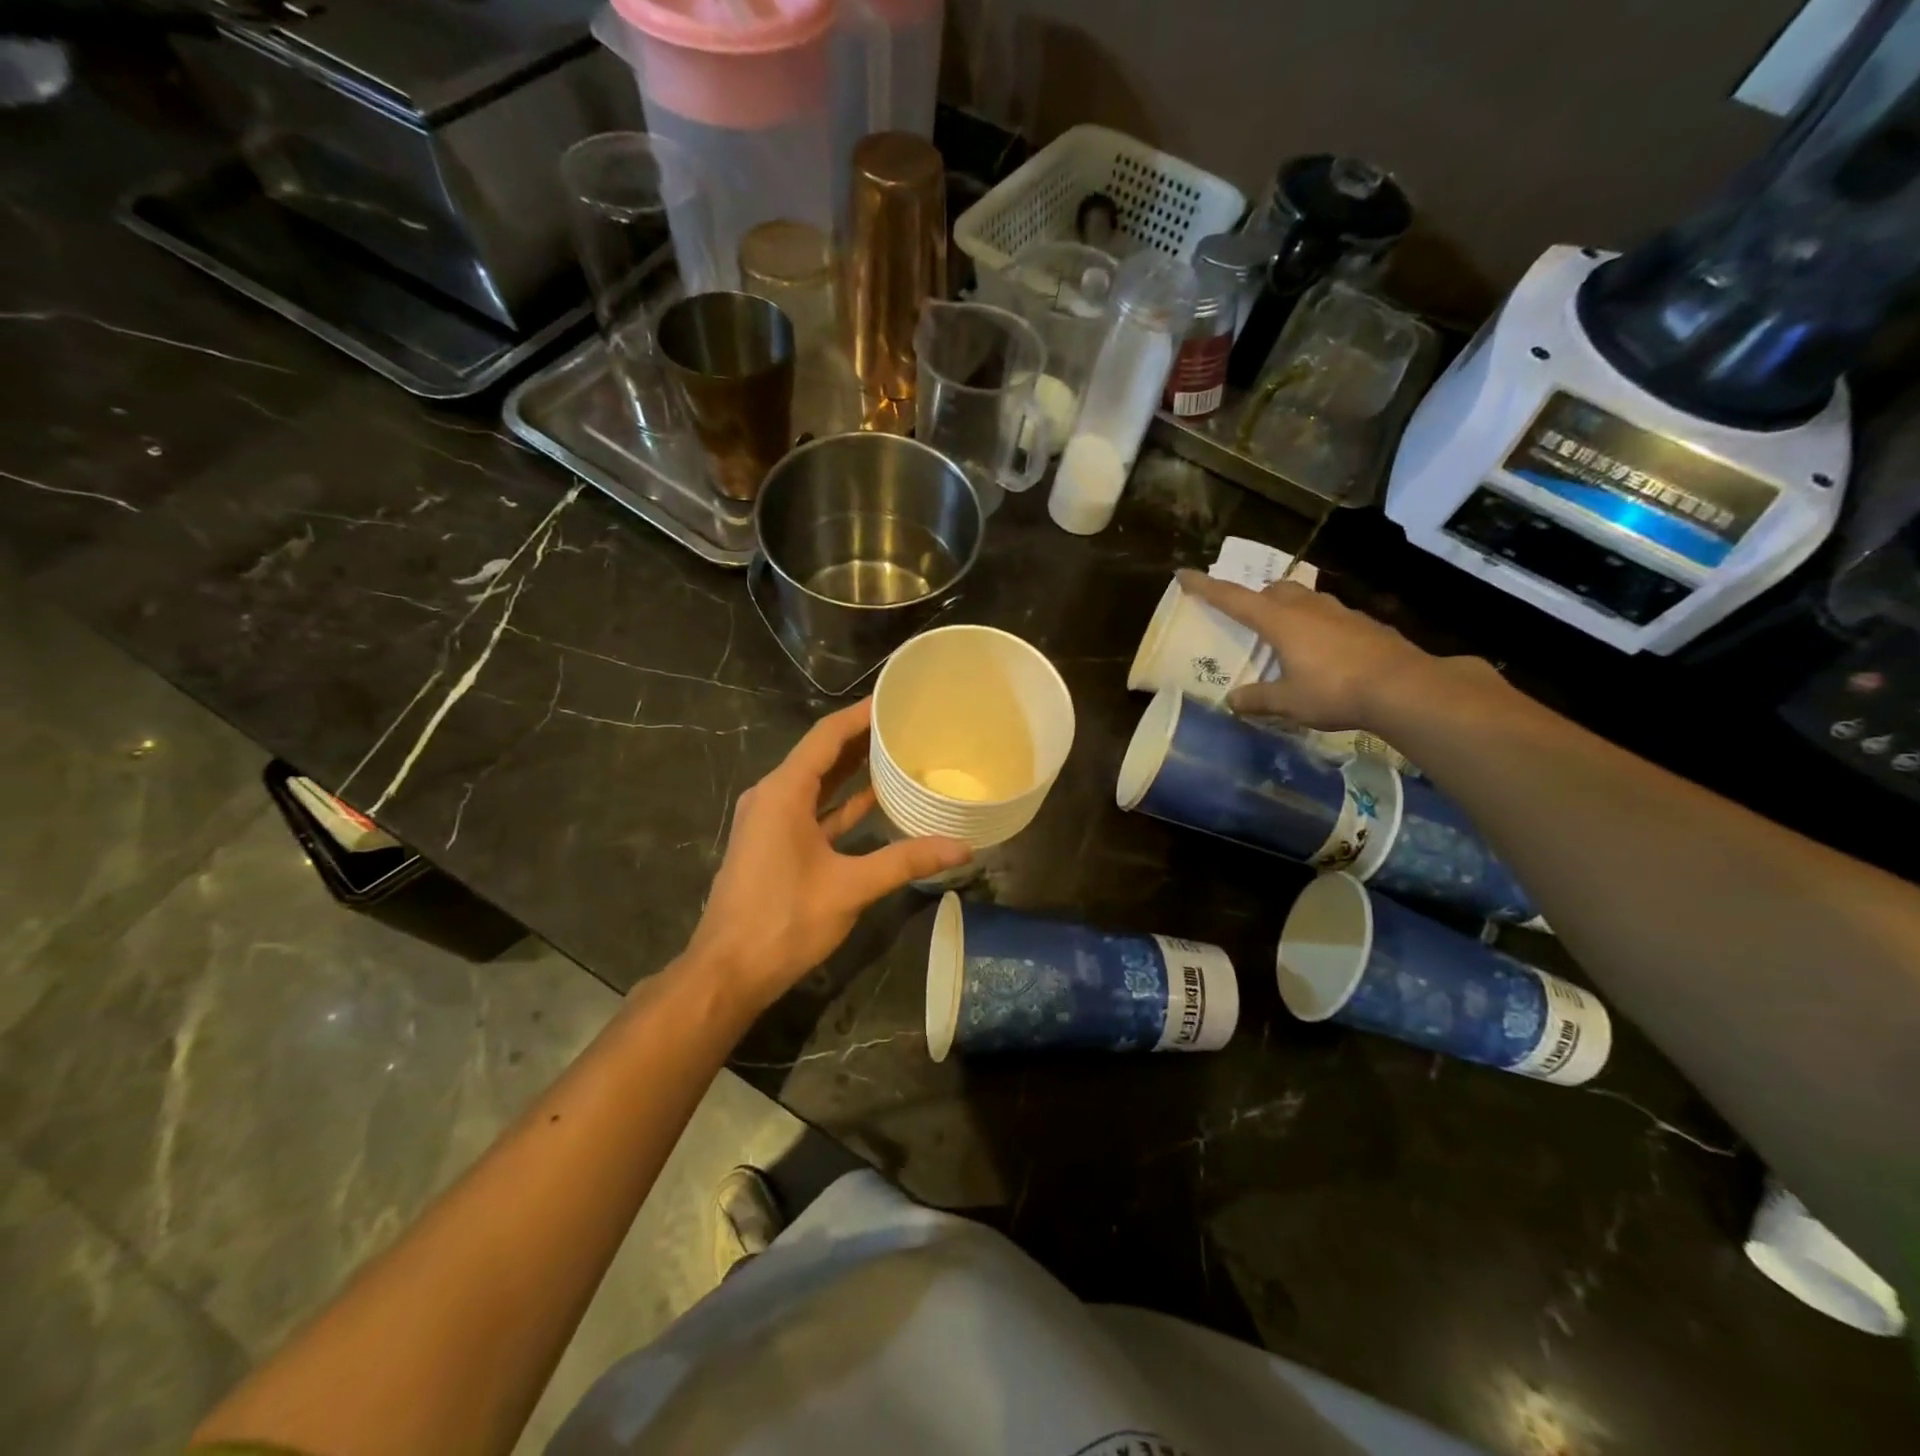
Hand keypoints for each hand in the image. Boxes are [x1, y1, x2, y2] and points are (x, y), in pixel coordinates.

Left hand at [683, 698, 969, 1014]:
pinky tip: (875, 800)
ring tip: (898, 752)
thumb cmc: (783, 921)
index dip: (861, 714)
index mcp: (783, 792)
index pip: (827, 736)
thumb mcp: (849, 888)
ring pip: (818, 783)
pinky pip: (813, 810)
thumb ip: (905, 861)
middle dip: (863, 738)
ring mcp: (771, 821)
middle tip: (908, 723)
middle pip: (822, 754)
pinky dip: (842, 803)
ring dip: (853, 769)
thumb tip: (962, 847)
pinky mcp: (775, 844)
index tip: (896, 698)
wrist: (728, 972)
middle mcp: (773, 796)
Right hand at [1175, 569, 1449, 729]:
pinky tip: (1324, 651)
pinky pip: (1331, 616)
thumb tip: (1233, 701)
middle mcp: (1308, 608)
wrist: (1404, 687)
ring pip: (1306, 598)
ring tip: (1286, 635)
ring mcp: (1341, 612)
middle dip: (1257, 597)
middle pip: (1275, 589)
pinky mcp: (1366, 624)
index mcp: (1281, 621)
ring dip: (1290, 609)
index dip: (1207, 587)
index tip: (1184, 575)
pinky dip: (1318, 626)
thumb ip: (1258, 699)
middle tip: (1249, 618)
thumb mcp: (1289, 701)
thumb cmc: (1335, 690)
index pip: (1234, 598)